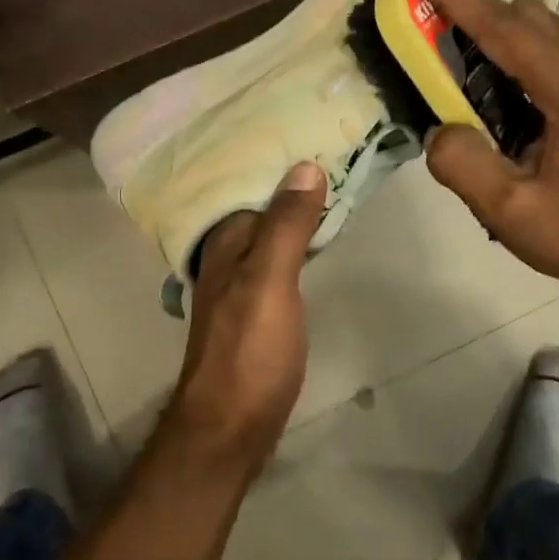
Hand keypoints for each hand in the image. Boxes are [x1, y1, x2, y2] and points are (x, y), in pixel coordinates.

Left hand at [164, 162, 325, 472]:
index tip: (315, 131)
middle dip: (288, 181)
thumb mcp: (268, 282)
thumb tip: (304, 166)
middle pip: (259, 208)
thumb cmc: (249, 353)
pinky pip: (276, 260)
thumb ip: (284, 226)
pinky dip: (295, 242)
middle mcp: (226, 259)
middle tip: (333, 151)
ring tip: (330, 184)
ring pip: (268, 234)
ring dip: (293, 211)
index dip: (279, 161)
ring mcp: (239, 287)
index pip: (250, 186)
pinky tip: (314, 239)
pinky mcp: (255, 312)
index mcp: (225, 244)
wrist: (230, 428)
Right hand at [411, 0, 558, 314]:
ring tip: (450, 53)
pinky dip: (514, 52)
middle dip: (474, 9)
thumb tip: (440, 128)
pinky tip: (490, 84)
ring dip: (494, 30)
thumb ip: (464, 164)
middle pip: (527, 17)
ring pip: (542, 30)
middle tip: (426, 23)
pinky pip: (551, 52)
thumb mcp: (508, 210)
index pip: (507, 30)